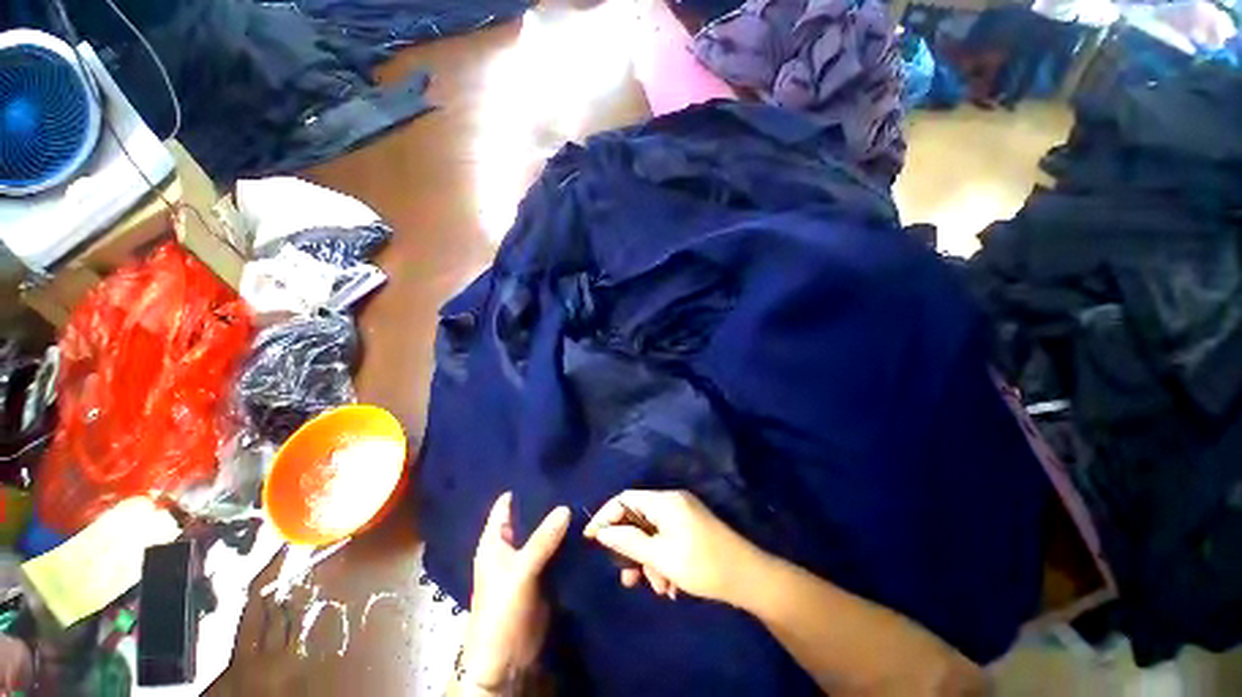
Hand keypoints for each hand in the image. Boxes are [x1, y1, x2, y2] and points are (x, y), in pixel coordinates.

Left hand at [463, 492, 569, 689]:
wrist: (507, 660)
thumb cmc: (501, 611)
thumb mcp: (520, 573)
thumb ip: (542, 540)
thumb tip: (565, 507)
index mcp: (495, 542)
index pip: (506, 506)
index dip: (522, 487)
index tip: (545, 467)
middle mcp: (511, 547)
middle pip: (530, 517)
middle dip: (548, 502)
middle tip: (573, 480)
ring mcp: (529, 561)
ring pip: (545, 533)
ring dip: (559, 521)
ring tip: (583, 497)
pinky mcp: (544, 575)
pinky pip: (556, 551)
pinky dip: (566, 540)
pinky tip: (583, 527)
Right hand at [583, 490, 764, 605]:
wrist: (749, 578)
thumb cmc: (702, 565)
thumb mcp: (660, 556)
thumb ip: (629, 542)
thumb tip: (602, 532)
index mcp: (665, 501)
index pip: (625, 499)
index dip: (605, 516)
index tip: (590, 538)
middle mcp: (673, 502)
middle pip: (639, 518)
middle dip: (632, 549)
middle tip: (628, 578)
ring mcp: (684, 514)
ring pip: (653, 533)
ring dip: (649, 561)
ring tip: (658, 588)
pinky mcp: (692, 528)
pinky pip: (667, 539)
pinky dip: (663, 560)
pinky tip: (670, 586)